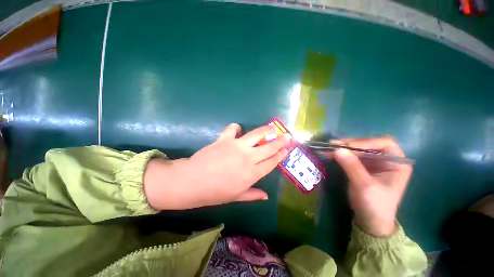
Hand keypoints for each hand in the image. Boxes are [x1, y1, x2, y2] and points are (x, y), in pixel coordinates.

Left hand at [144, 123, 290, 209]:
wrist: (192, 182)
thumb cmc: (215, 193)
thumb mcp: (236, 197)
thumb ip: (253, 195)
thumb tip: (266, 197)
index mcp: (252, 173)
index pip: (272, 162)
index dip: (280, 155)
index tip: (287, 149)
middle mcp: (248, 157)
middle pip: (269, 147)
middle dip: (280, 141)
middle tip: (287, 135)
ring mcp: (237, 146)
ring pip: (256, 134)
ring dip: (266, 129)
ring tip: (272, 127)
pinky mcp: (224, 139)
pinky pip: (233, 129)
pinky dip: (236, 128)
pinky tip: (237, 130)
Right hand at [333, 137, 411, 236]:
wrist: (370, 221)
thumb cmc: (374, 205)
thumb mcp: (364, 186)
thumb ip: (352, 166)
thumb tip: (337, 149)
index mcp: (397, 164)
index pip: (384, 143)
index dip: (366, 142)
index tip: (347, 146)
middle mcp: (387, 160)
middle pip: (369, 145)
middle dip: (350, 144)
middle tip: (333, 144)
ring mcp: (374, 164)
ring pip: (359, 150)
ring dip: (344, 149)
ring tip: (329, 148)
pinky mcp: (363, 168)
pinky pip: (352, 157)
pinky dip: (342, 155)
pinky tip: (332, 154)